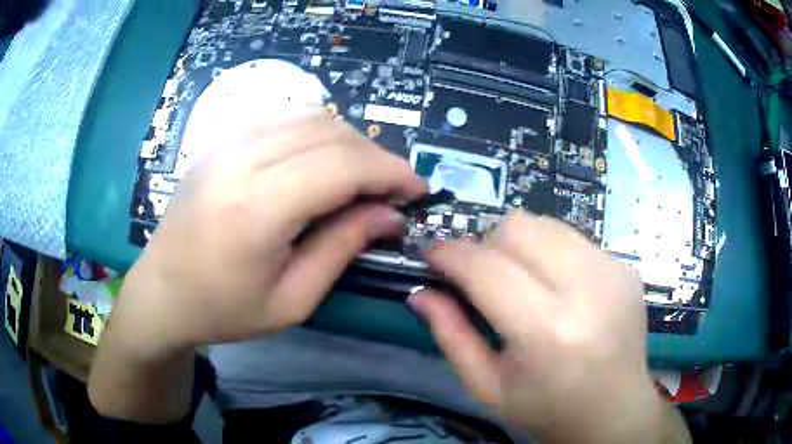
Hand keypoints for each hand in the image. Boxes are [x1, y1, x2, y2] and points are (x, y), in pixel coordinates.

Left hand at [114, 107, 426, 357]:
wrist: (161, 293)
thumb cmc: (223, 310)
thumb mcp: (292, 299)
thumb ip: (342, 248)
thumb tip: (389, 215)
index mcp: (257, 208)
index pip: (343, 166)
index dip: (391, 172)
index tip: (418, 191)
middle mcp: (242, 160)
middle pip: (331, 133)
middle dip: (376, 157)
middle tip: (392, 190)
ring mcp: (227, 143)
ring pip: (309, 116)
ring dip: (348, 140)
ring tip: (361, 175)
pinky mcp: (221, 142)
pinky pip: (282, 118)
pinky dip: (316, 130)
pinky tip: (321, 159)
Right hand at [409, 212, 689, 443]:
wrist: (614, 408)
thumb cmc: (547, 407)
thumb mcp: (487, 387)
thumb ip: (450, 336)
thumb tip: (421, 292)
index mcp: (548, 333)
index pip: (488, 268)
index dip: (452, 255)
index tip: (434, 256)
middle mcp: (588, 291)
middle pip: (518, 228)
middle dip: (486, 244)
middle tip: (481, 275)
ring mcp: (614, 271)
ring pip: (546, 224)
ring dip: (519, 244)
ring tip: (519, 278)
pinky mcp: (626, 266)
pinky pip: (573, 238)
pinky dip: (551, 253)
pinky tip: (557, 286)